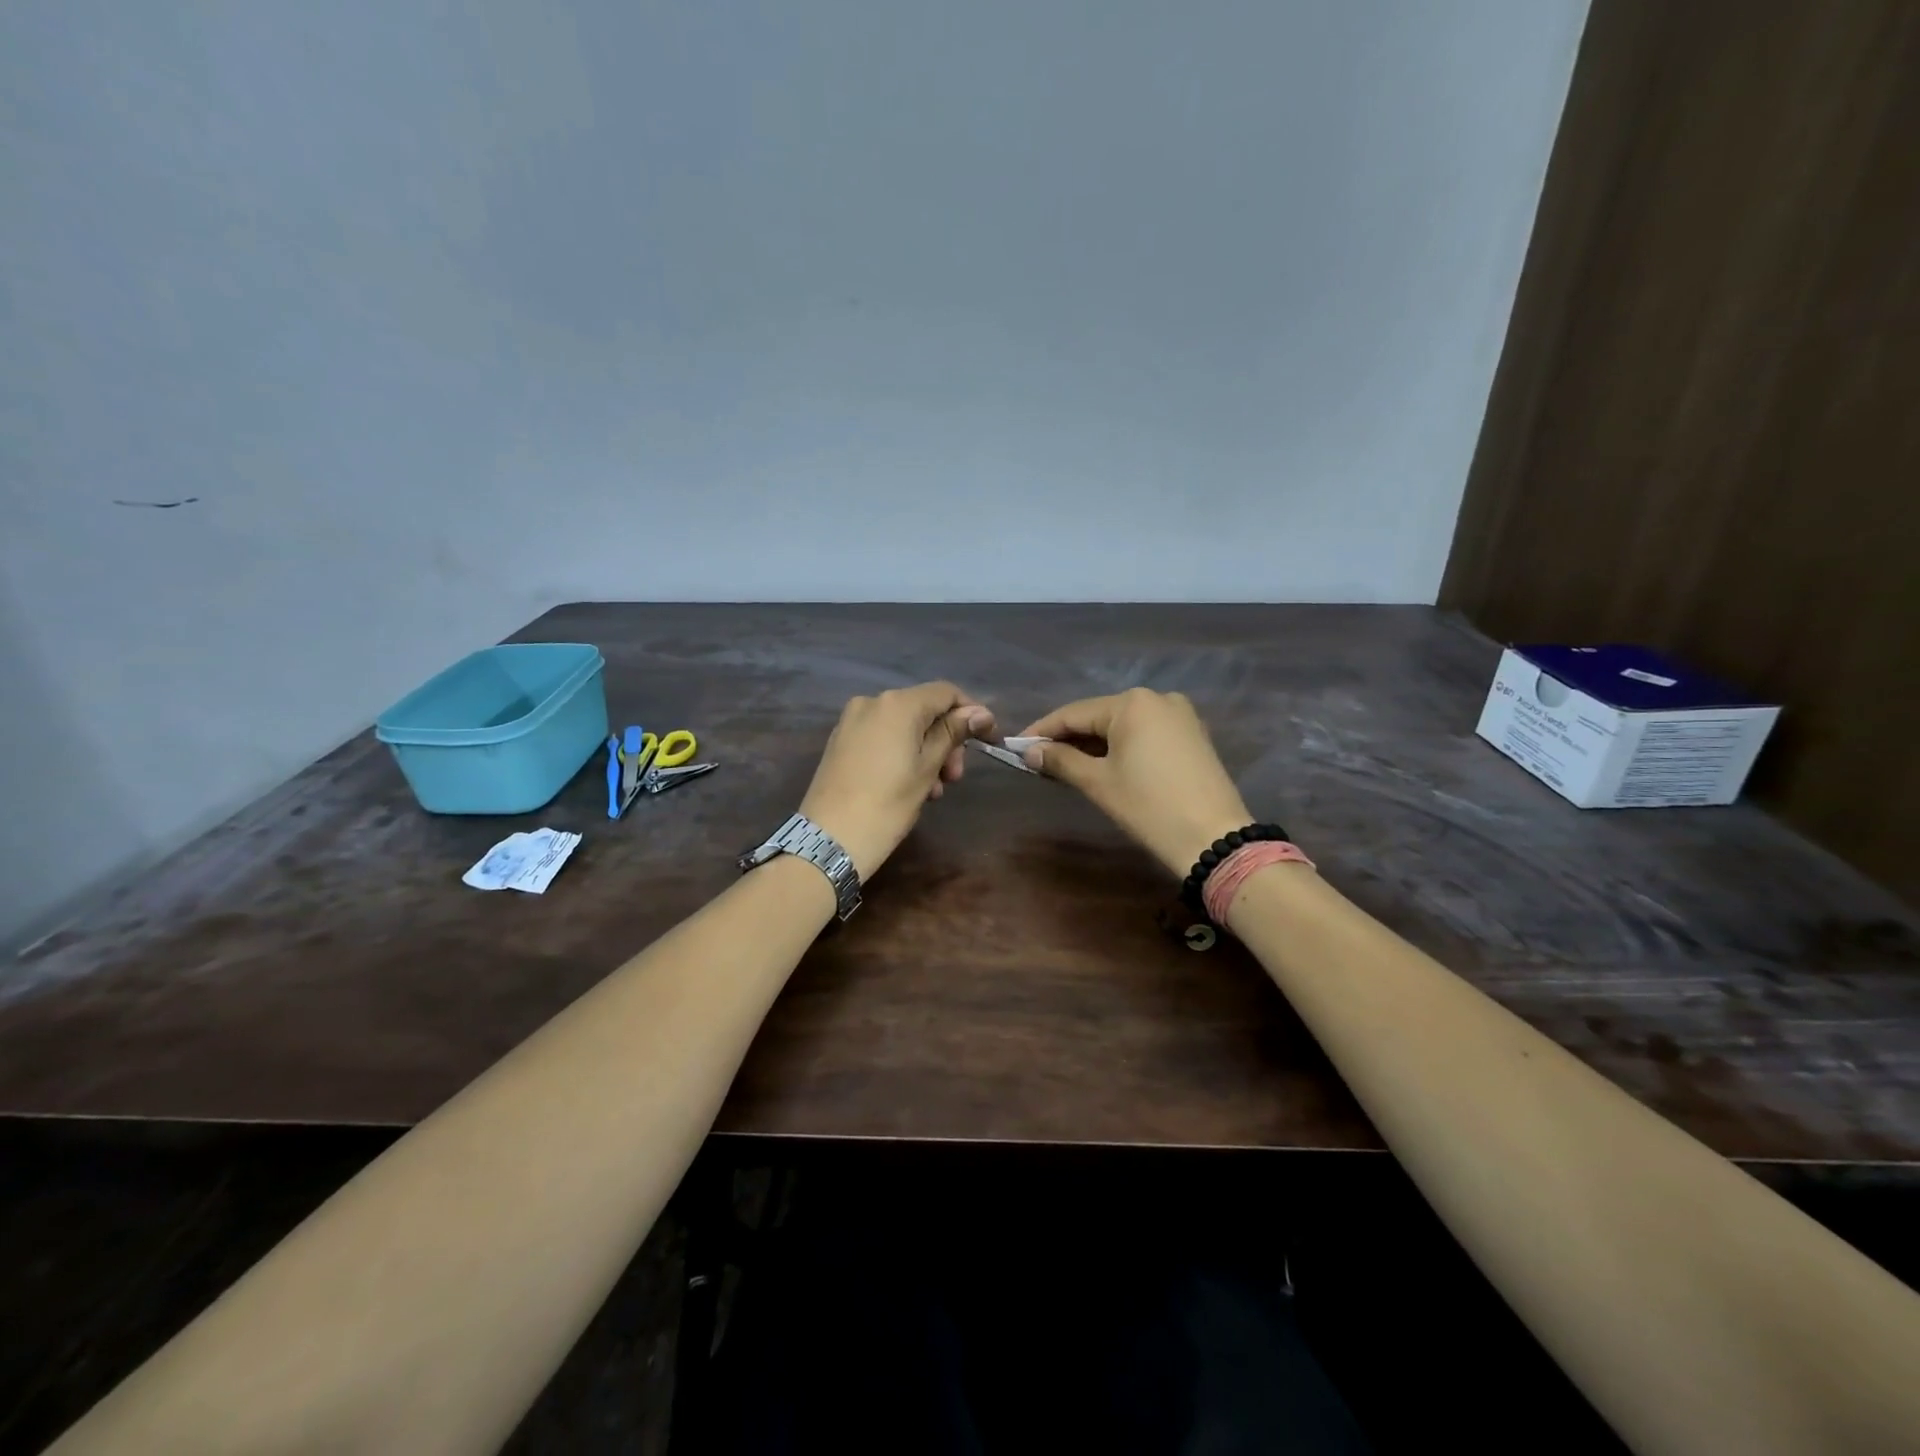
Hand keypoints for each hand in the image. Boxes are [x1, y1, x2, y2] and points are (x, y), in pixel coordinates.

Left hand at [799, 682, 995, 879]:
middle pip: (924, 710)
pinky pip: (882, 737)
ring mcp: (852, 721)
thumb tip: (981, 712)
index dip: (972, 712)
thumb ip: (953, 734)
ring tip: (934, 791)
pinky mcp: (841, 741)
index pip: (946, 693)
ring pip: (903, 726)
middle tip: (955, 778)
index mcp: (898, 704)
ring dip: (926, 752)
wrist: (830, 839)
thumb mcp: (928, 768)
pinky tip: (910, 786)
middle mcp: (872, 702)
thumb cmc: (888, 803)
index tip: (987, 740)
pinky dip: (902, 754)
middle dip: (947, 739)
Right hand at [1018, 688, 1251, 877]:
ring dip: (1094, 744)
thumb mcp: (1098, 783)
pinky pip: (1145, 733)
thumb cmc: (1149, 806)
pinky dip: (1121, 746)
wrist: (1213, 839)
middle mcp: (1157, 698)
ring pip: (1123, 725)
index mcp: (1131, 703)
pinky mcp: (1193, 734)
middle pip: (1099, 716)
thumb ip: (1061, 760)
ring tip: (1066, 765)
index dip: (1042, 731)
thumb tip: (1030, 751)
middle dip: (1069, 738)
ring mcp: (1180, 715)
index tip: (1016, 747)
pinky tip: (1103, 764)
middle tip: (1039, 760)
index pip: (1074, 713)